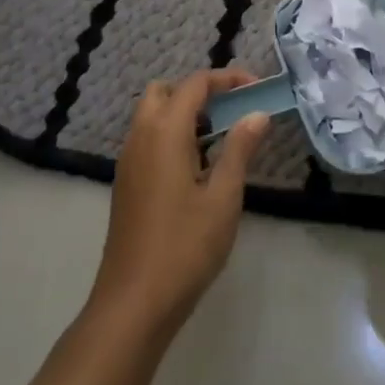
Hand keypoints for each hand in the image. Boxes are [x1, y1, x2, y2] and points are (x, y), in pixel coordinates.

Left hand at [91, 68, 270, 331]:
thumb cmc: (185, 247)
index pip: (195, 84)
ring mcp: (129, 162)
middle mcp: (141, 138)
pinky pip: (148, 139)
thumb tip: (257, 114)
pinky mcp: (126, 184)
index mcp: (164, 132)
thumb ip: (240, 148)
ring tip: (222, 137)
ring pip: (153, 115)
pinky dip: (173, 135)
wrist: (133, 305)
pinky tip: (199, 166)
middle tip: (232, 110)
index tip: (257, 88)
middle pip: (165, 91)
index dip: (227, 78)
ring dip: (185, 113)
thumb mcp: (223, 197)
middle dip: (199, 91)